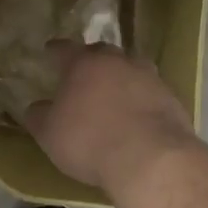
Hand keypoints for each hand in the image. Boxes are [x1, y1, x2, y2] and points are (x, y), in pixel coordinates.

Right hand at [25, 45, 195, 195]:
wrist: (151, 159)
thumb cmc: (90, 141)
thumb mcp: (50, 134)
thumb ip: (39, 116)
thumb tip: (36, 107)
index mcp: (83, 64)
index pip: (64, 48)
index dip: (55, 50)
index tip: (50, 51)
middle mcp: (116, 61)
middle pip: (101, 52)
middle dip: (91, 60)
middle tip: (84, 73)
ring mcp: (148, 77)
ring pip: (130, 68)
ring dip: (121, 76)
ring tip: (115, 92)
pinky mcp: (171, 98)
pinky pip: (151, 91)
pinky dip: (142, 98)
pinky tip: (138, 115)